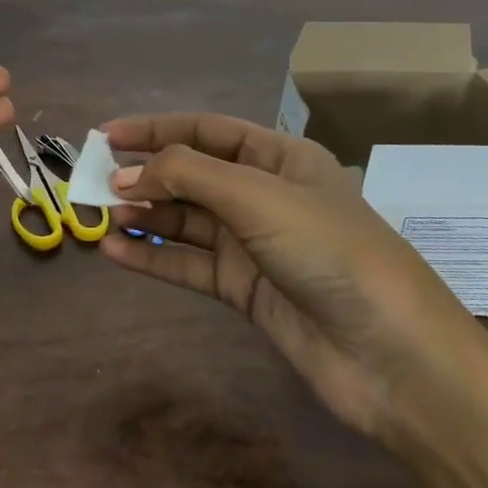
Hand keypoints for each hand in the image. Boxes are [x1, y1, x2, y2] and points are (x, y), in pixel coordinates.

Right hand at [100, 113, 485, 440]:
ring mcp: (254, 244)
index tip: (106, 136)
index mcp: (280, 158)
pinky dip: (152, 256)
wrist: (394, 358)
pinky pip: (188, 263)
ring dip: (143, 215)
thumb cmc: (330, 252)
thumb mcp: (258, 196)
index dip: (155, 129)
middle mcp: (264, 195)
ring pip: (185, 220)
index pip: (206, 131)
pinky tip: (115, 253)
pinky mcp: (245, 289)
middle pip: (191, 175)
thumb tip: (126, 175)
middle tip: (93, 182)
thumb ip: (187, 176)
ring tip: (100, 216)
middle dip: (144, 175)